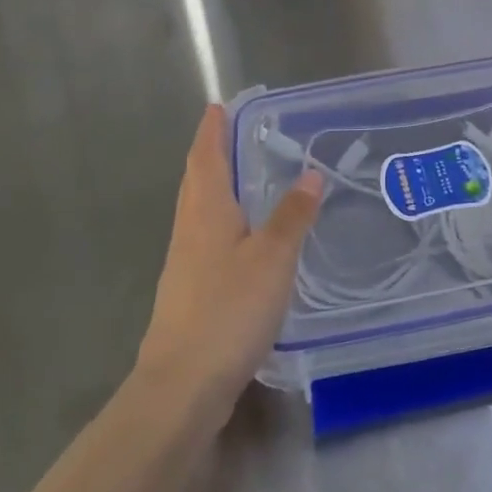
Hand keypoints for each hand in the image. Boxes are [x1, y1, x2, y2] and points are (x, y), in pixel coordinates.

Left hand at [136, 105, 322, 414]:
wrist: (182, 385)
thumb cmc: (227, 310)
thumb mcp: (272, 258)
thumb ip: (292, 215)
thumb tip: (310, 172)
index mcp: (205, 211)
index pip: (205, 156)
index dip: (212, 129)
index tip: (219, 105)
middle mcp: (189, 228)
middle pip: (196, 179)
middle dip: (211, 152)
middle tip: (234, 132)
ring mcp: (184, 262)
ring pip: (198, 208)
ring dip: (215, 184)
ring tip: (242, 176)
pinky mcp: (189, 290)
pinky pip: (205, 236)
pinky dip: (221, 219)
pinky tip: (241, 236)